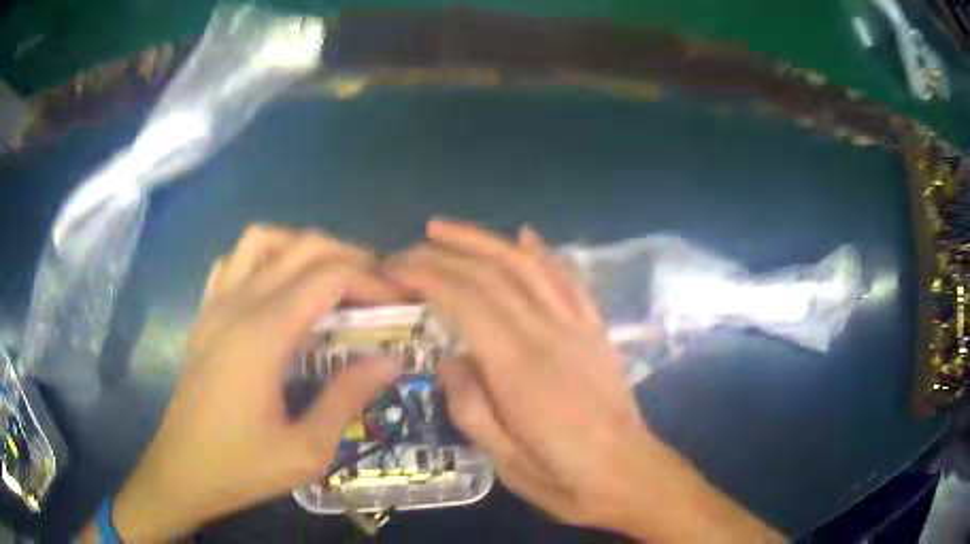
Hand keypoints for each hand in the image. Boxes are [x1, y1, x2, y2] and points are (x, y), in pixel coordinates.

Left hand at [82, 225, 404, 541]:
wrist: (182, 471)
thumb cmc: (242, 466)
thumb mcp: (306, 450)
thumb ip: (347, 398)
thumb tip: (389, 360)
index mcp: (263, 334)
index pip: (328, 275)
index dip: (371, 280)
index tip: (400, 302)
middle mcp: (238, 304)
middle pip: (301, 246)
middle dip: (349, 256)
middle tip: (377, 288)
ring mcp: (215, 304)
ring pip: (262, 240)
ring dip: (302, 247)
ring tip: (328, 280)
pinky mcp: (204, 314)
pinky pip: (233, 261)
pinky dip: (263, 258)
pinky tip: (276, 289)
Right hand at [385, 219, 783, 542]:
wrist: (629, 474)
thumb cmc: (564, 478)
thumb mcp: (505, 462)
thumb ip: (470, 407)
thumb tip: (451, 359)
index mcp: (521, 370)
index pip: (466, 301)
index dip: (426, 276)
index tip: (393, 269)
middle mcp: (550, 335)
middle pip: (492, 274)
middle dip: (444, 253)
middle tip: (405, 250)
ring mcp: (579, 328)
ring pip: (528, 266)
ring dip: (485, 241)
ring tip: (445, 228)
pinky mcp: (596, 330)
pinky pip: (569, 280)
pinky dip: (544, 253)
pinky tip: (524, 236)